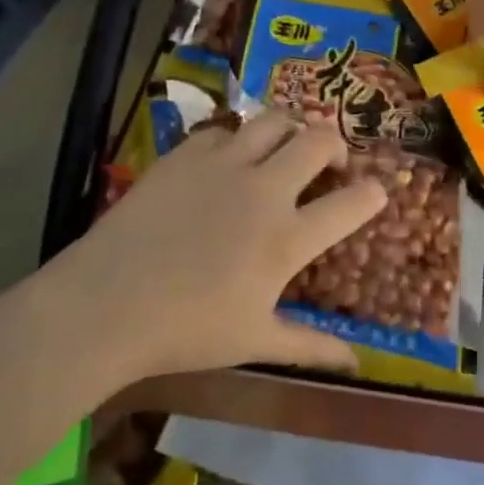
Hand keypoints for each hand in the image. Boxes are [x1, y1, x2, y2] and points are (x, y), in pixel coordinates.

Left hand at [56, 111, 386, 380]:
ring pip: (275, 120)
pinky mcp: (188, 154)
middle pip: (319, 142)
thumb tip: (356, 364)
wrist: (106, 302)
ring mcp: (225, 164)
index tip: (376, 192)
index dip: (373, 194)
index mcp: (287, 238)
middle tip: (331, 163)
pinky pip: (225, 130)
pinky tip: (228, 160)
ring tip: (287, 146)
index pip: (351, 204)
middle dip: (337, 146)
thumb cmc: (186, 330)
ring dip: (291, 129)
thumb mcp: (254, 342)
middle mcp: (265, 189)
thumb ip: (310, 346)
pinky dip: (237, 139)